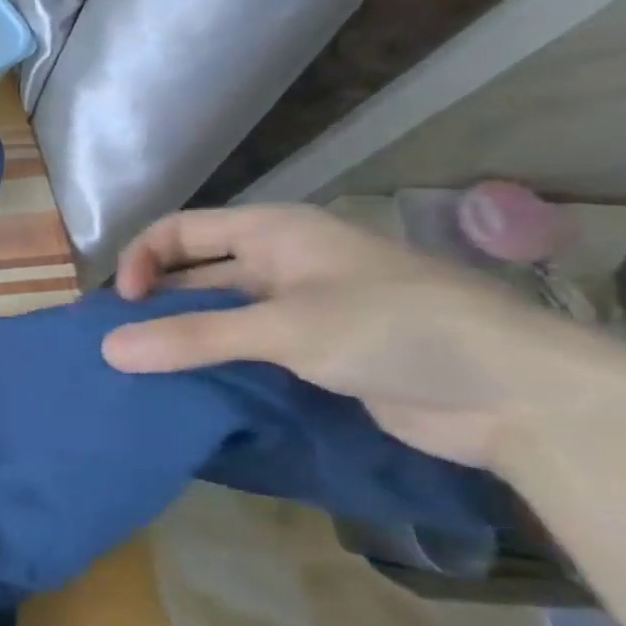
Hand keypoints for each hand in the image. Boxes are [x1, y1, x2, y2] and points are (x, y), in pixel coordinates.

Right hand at [99, 205, 617, 474]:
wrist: (518, 396)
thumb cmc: (396, 330)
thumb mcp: (286, 328)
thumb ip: (193, 337)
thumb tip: (106, 350)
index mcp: (273, 232)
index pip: (180, 230)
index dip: (142, 258)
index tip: (124, 305)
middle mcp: (279, 262)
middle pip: (193, 271)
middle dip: (152, 300)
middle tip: (115, 340)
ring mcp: (297, 308)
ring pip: (216, 313)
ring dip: (179, 334)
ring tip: (137, 367)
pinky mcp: (312, 352)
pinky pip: (242, 347)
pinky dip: (210, 362)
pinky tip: (184, 386)